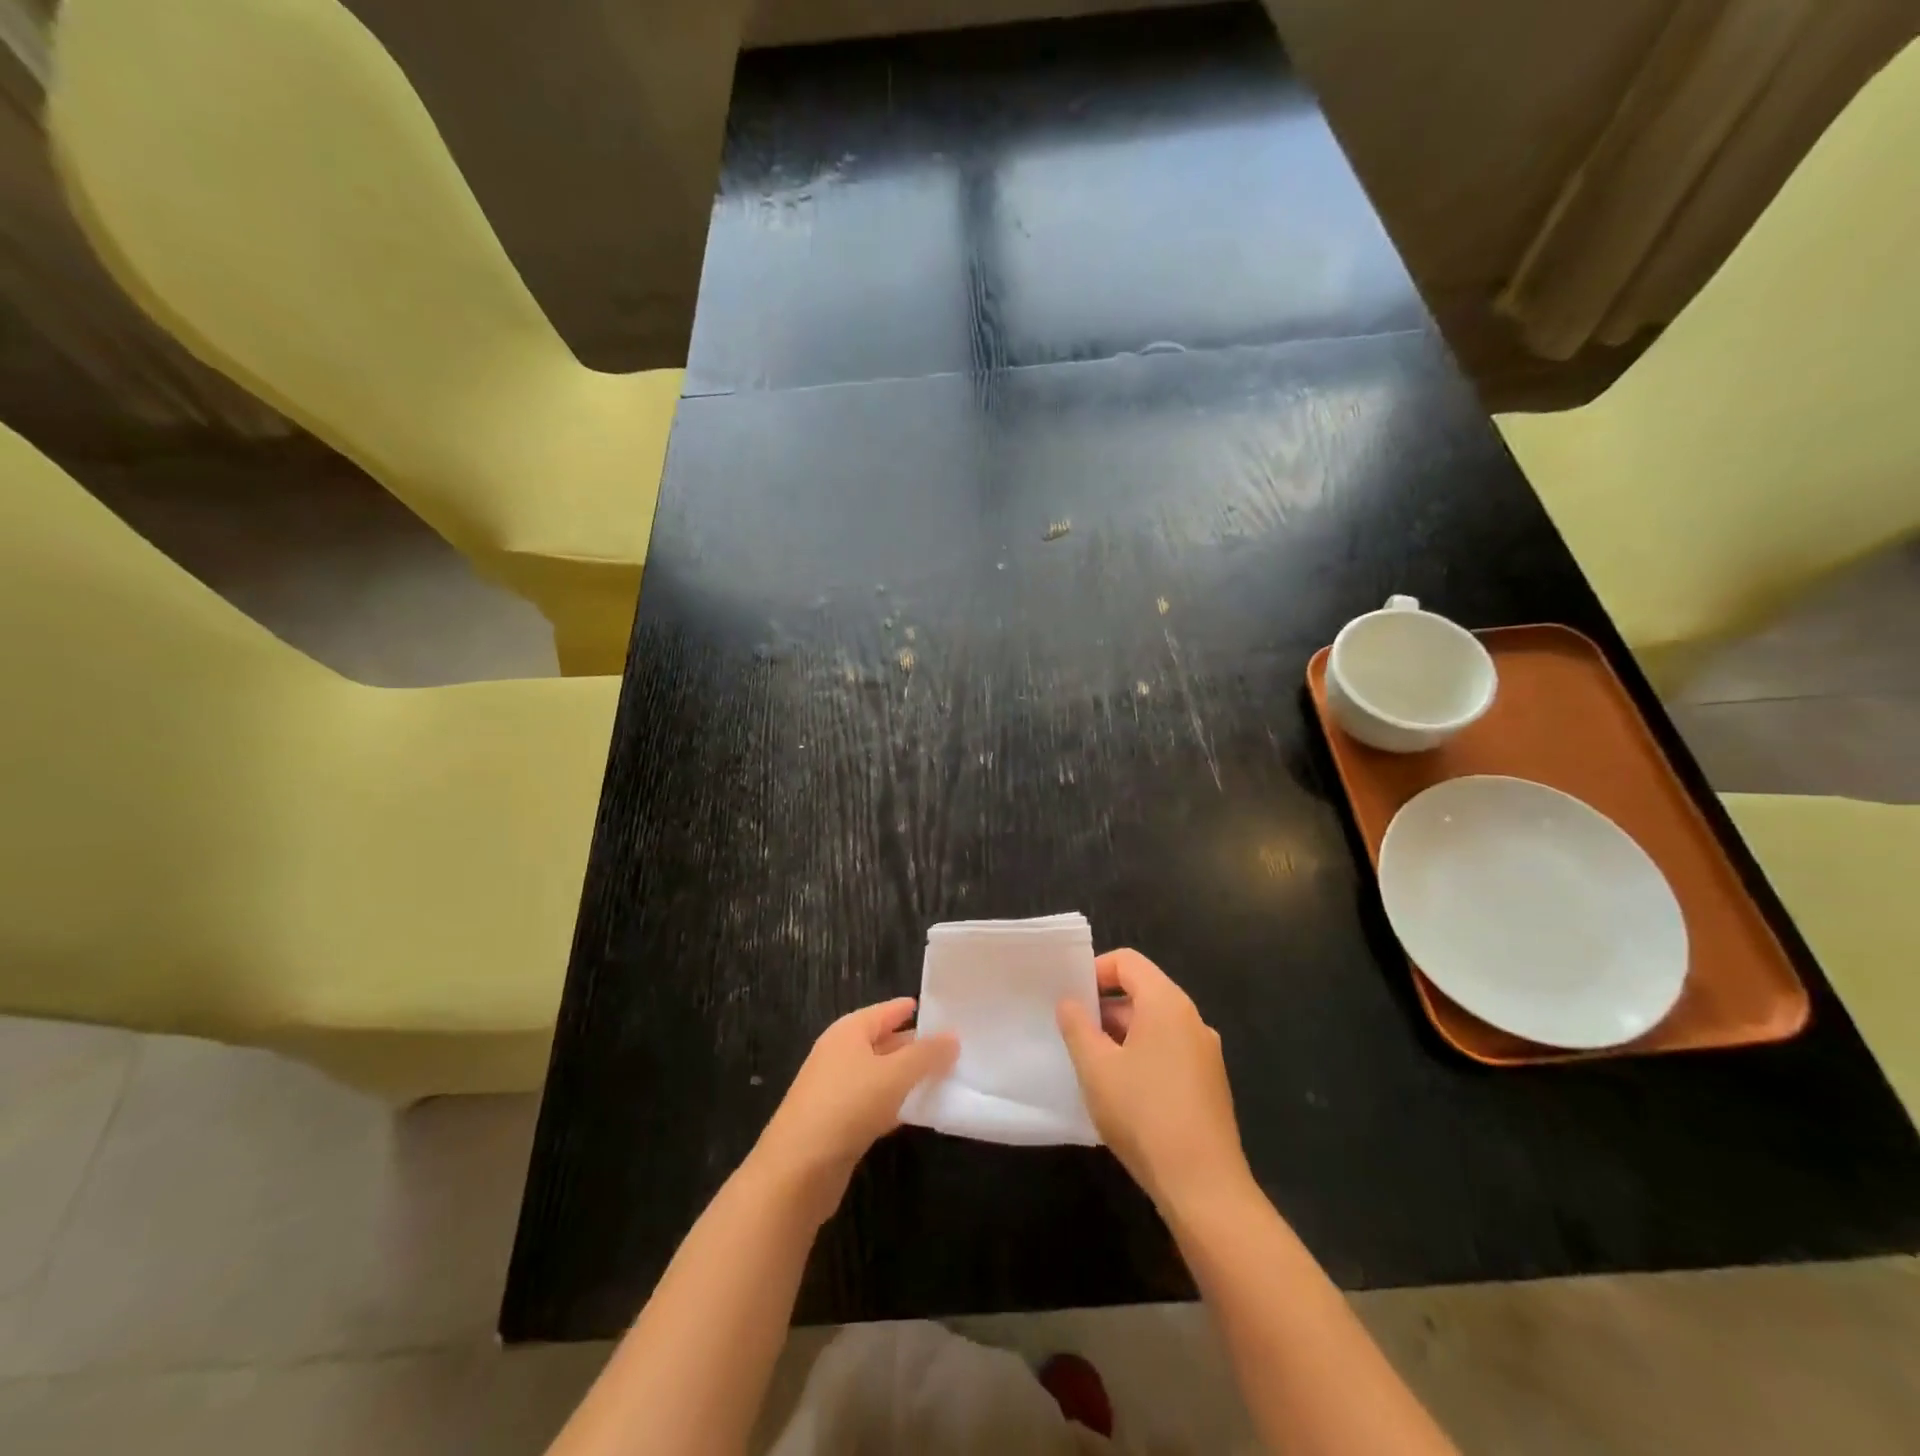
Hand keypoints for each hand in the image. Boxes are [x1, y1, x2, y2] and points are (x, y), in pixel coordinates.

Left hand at [750, 998, 957, 1222]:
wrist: (798, 1170)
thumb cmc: (848, 1105)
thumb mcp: (895, 1074)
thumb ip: (926, 1055)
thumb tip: (953, 1036)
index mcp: (849, 1031)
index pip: (887, 1011)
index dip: (913, 1009)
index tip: (946, 1011)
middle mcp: (840, 1053)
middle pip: (884, 1042)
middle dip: (916, 1045)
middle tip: (955, 1047)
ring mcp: (836, 1089)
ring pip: (881, 1075)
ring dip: (908, 1077)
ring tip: (946, 1078)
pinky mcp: (838, 1123)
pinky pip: (875, 1104)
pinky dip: (896, 1104)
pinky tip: (919, 1112)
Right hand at [1056, 949, 1252, 1212]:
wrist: (1204, 1187)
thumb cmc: (1143, 1115)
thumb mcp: (1096, 1068)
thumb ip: (1077, 1026)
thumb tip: (1070, 1002)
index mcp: (1167, 1003)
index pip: (1128, 962)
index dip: (1095, 972)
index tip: (1071, 1000)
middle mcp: (1192, 1019)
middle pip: (1142, 992)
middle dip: (1105, 1009)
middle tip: (1074, 1036)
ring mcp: (1206, 1052)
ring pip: (1155, 1025)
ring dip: (1121, 1036)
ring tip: (1092, 1067)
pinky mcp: (1210, 1083)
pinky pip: (1169, 1051)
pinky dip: (1142, 1057)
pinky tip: (1123, 1093)